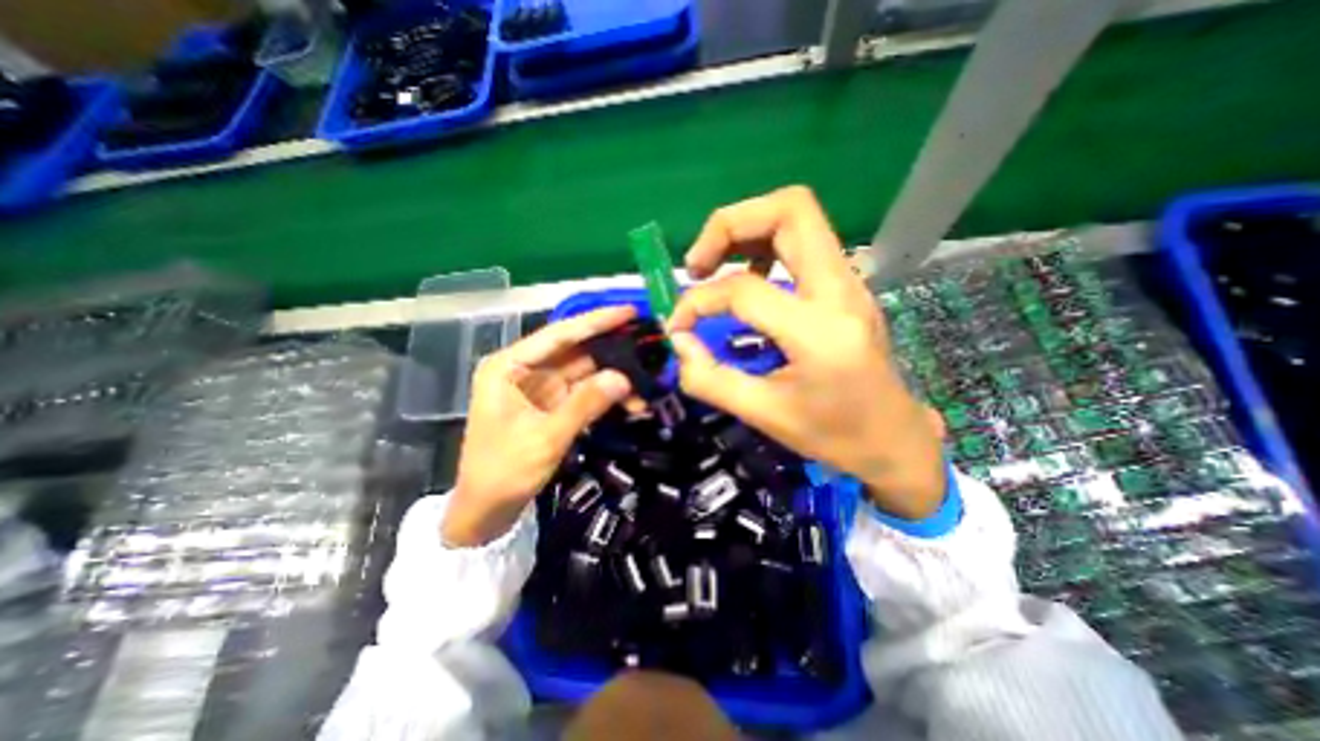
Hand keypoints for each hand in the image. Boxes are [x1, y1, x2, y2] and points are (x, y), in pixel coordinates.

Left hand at [447, 305, 637, 543]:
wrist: (486, 511)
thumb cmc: (503, 471)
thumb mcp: (545, 437)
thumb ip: (584, 404)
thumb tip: (623, 378)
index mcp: (509, 366)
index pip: (559, 335)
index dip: (595, 321)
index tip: (628, 311)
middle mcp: (525, 370)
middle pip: (574, 350)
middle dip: (611, 348)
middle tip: (646, 342)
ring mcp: (540, 388)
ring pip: (584, 372)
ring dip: (613, 375)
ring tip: (647, 376)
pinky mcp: (552, 405)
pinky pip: (584, 392)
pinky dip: (606, 395)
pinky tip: (630, 400)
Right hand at [675, 185, 942, 520]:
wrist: (895, 439)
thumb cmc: (833, 435)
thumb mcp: (764, 415)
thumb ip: (710, 379)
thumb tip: (679, 342)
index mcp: (820, 331)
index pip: (744, 289)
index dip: (697, 301)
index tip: (678, 325)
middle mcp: (841, 290)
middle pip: (790, 209)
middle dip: (729, 225)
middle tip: (697, 265)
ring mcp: (849, 282)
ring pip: (798, 216)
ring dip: (746, 229)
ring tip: (714, 266)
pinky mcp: (846, 286)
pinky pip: (802, 241)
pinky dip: (763, 246)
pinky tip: (747, 279)